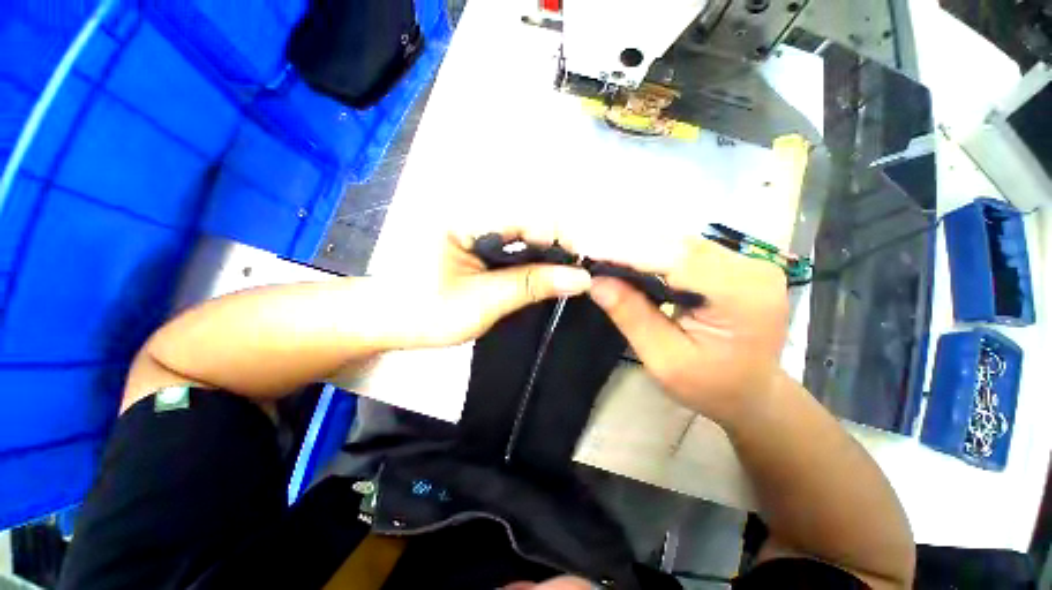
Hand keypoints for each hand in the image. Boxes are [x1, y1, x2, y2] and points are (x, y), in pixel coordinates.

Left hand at [378, 231, 591, 348]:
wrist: (389, 319)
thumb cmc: (426, 311)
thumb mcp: (483, 301)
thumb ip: (532, 284)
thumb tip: (582, 278)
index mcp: (467, 215)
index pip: (531, 215)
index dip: (561, 241)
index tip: (580, 271)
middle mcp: (474, 208)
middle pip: (533, 217)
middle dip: (557, 246)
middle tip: (574, 277)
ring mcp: (476, 220)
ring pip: (527, 228)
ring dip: (547, 252)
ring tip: (561, 277)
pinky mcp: (477, 234)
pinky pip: (516, 238)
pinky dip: (533, 255)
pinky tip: (541, 272)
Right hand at [588, 236, 789, 423]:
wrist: (752, 393)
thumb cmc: (710, 387)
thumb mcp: (664, 360)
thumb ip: (632, 316)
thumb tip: (595, 281)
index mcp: (742, 297)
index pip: (676, 259)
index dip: (628, 251)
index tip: (587, 249)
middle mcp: (751, 269)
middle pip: (677, 244)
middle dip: (627, 244)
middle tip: (586, 246)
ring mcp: (746, 262)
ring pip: (679, 242)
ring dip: (637, 245)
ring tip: (600, 249)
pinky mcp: (735, 263)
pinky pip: (685, 249)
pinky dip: (652, 251)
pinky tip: (627, 255)